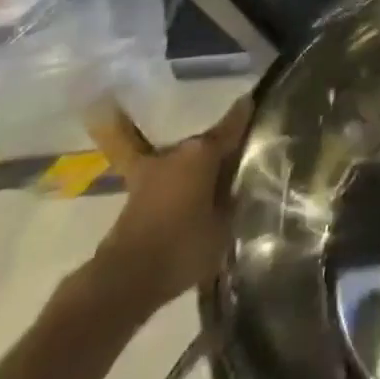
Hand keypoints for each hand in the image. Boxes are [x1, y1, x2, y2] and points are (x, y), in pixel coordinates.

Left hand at [90, 97, 250, 315]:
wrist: (125, 279)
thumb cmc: (183, 247)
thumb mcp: (224, 225)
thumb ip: (234, 197)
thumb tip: (242, 183)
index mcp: (204, 151)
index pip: (233, 124)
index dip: (246, 112)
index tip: (255, 99)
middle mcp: (180, 151)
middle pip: (208, 142)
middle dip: (222, 148)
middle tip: (241, 157)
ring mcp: (154, 168)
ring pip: (186, 158)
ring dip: (198, 165)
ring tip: (215, 178)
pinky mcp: (137, 190)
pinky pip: (164, 176)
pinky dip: (174, 180)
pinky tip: (183, 191)